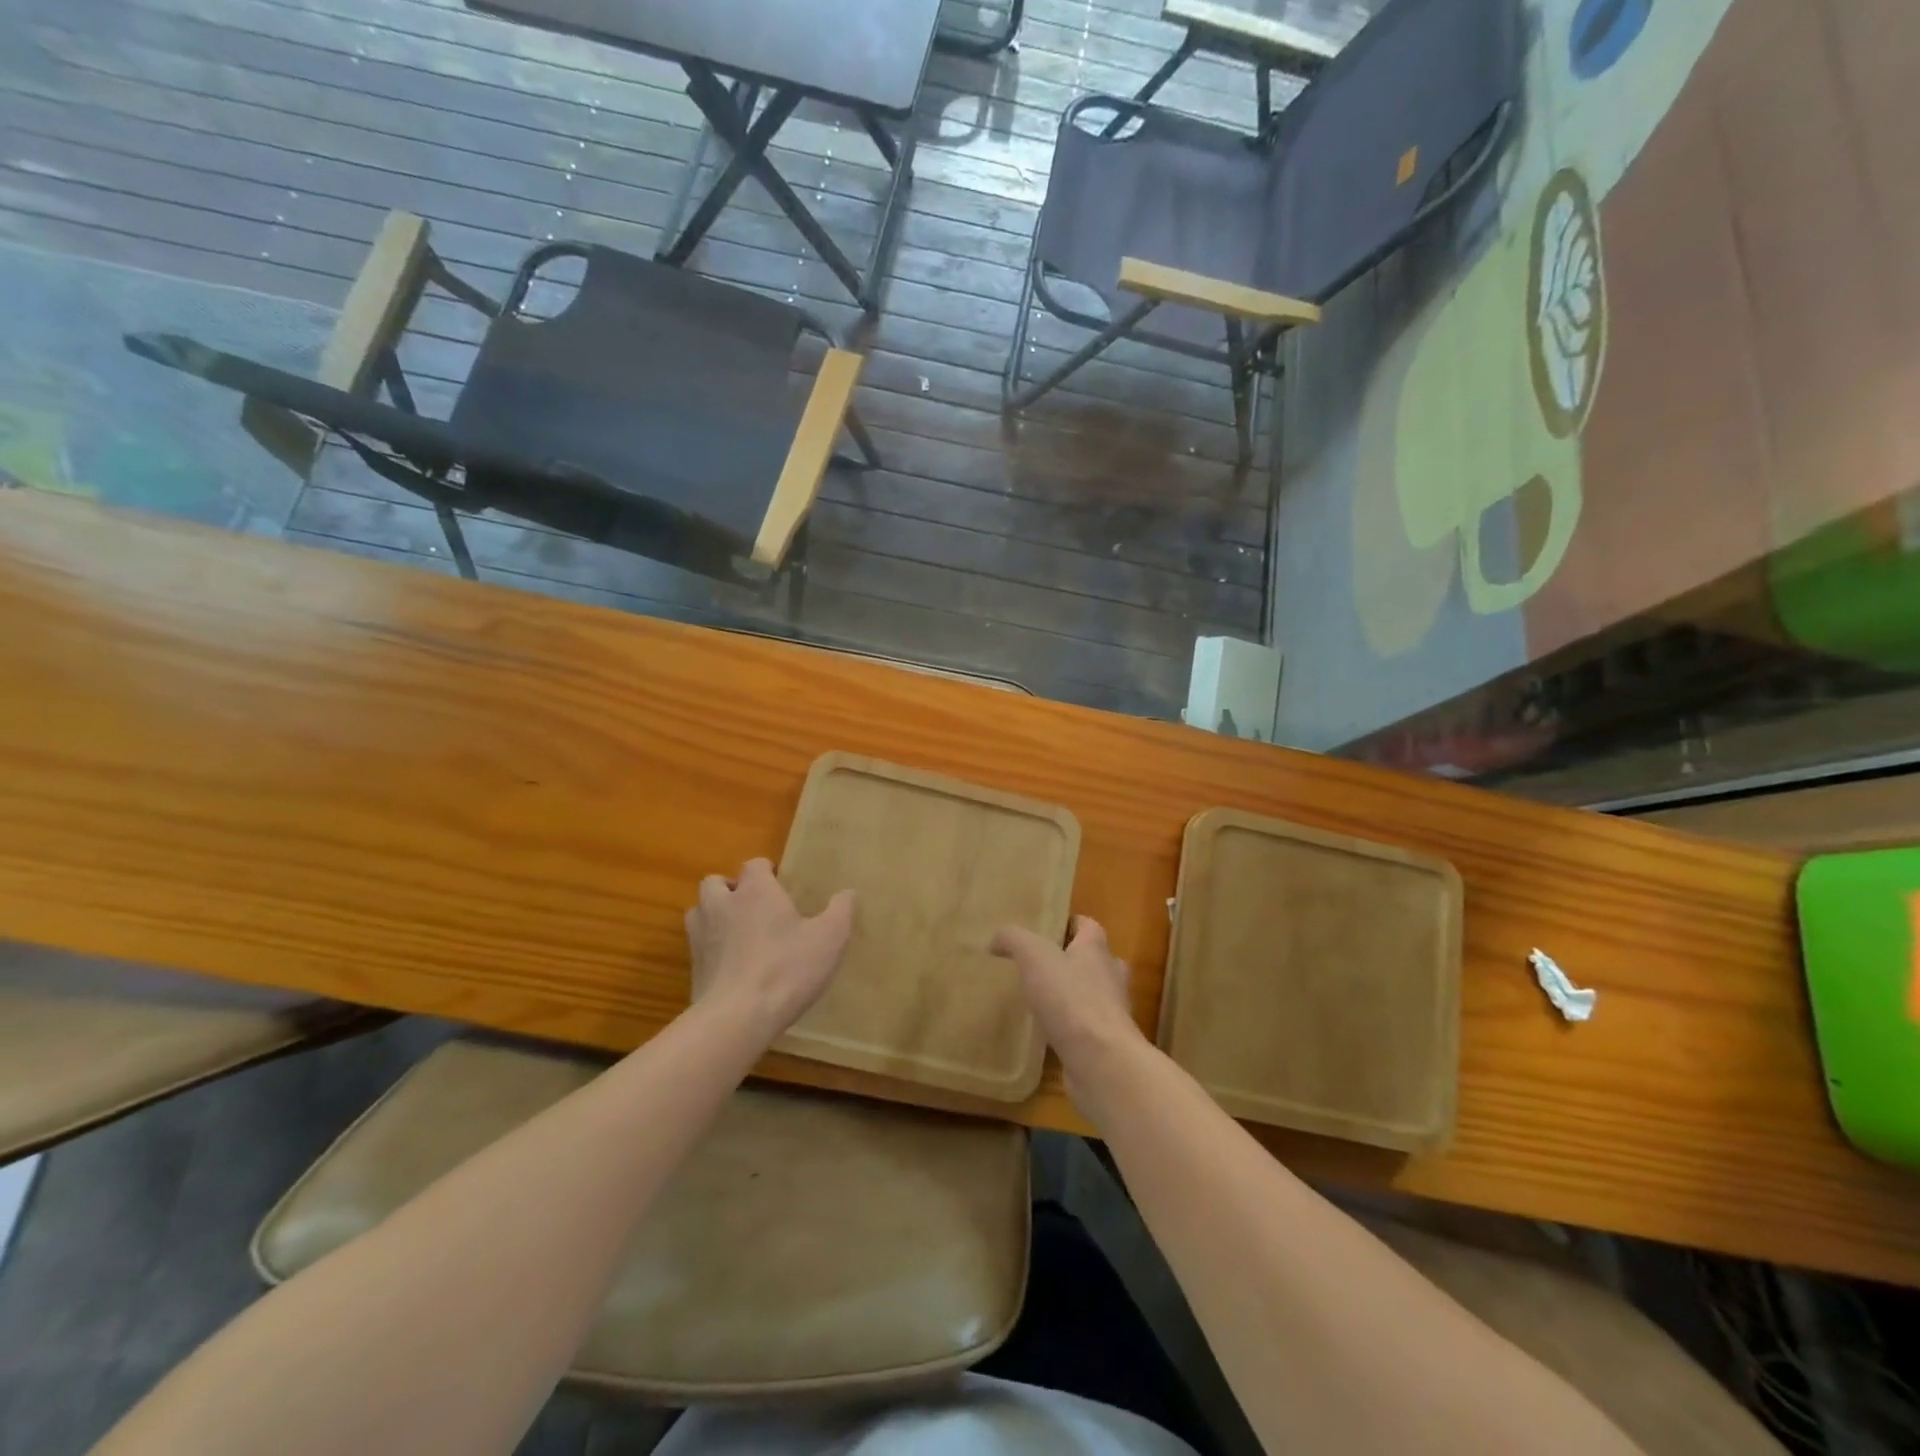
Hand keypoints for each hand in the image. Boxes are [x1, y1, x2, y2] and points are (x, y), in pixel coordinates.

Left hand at [686, 859, 854, 1041]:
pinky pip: (698, 944)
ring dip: (715, 914)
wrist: (737, 1018)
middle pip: (716, 882)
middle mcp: (722, 904)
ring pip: (700, 910)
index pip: (754, 864)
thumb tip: (849, 893)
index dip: (767, 871)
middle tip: (755, 906)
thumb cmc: (787, 968)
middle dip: (732, 889)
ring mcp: (701, 935)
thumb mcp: (829, 939)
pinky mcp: (693, 966)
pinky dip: (711, 947)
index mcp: (755, 890)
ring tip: (738, 931)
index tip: (782, 885)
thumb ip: (841, 911)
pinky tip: (731, 964)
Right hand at [992, 916, 1143, 1084]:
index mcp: (1097, 950)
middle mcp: (1110, 977)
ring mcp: (1111, 1013)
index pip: (1089, 926)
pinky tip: (1046, 1032)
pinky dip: (1069, 1026)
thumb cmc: (1071, 999)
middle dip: (1072, 960)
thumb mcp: (1034, 956)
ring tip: (1041, 998)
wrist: (1101, 1062)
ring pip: (1092, 995)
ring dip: (1072, 994)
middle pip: (1095, 960)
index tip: (1046, 928)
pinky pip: (1086, 1027)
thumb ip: (1014, 939)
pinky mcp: (1105, 1043)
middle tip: (1042, 964)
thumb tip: (996, 938)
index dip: (1069, 923)